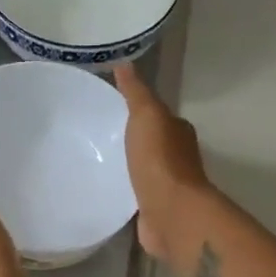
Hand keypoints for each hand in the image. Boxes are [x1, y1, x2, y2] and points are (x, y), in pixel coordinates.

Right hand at [113, 64, 210, 263]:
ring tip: (97, 162)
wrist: (171, 212)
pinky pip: (136, 196)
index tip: (112, 110)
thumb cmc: (159, 160)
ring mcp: (167, 186)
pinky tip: (106, 191)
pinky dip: (125, 192)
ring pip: (144, 170)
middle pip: (152, 143)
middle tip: (99, 136)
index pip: (158, 116)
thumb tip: (125, 63)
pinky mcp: (154, 210)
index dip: (139, 112)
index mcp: (178, 132)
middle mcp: (177, 157)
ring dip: (128, 167)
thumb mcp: (146, 115)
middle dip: (132, 141)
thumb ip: (136, 92)